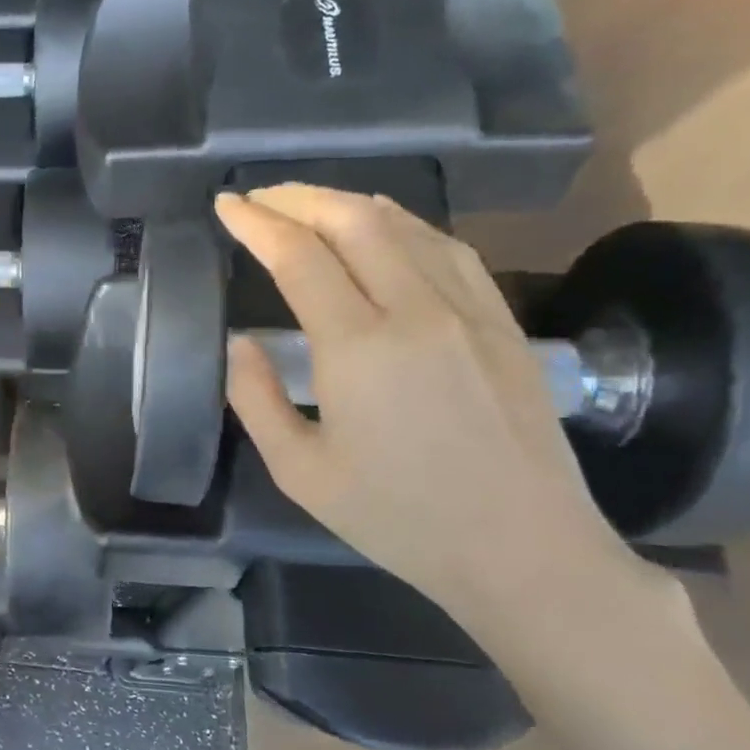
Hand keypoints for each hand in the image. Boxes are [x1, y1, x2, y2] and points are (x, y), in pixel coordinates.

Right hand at [216, 186, 644, 633]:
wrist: (523, 550)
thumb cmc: (397, 518)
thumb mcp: (299, 471)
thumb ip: (256, 398)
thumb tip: (238, 341)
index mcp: (359, 348)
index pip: (299, 257)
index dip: (257, 223)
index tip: (225, 205)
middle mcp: (417, 311)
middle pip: (354, 222)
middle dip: (297, 199)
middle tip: (258, 198)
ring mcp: (469, 311)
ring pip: (404, 225)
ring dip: (347, 204)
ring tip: (307, 205)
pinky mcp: (502, 322)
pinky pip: (447, 248)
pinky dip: (401, 224)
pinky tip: (382, 228)